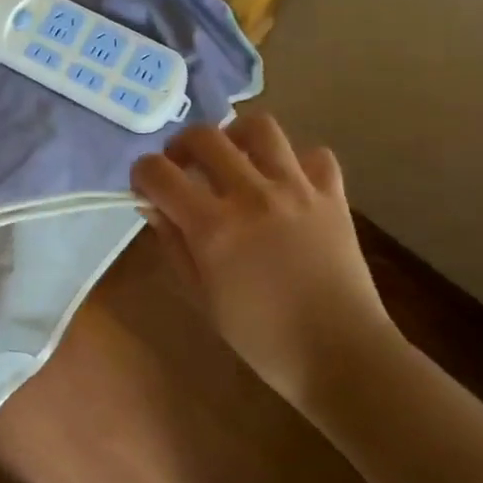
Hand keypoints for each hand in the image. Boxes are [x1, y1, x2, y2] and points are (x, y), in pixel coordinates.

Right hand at [132, 115, 394, 409]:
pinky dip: (295, 162)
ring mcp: (297, 189)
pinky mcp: (333, 195)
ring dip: (236, 137)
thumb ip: (174, 244)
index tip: (145, 188)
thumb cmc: (262, 337)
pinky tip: (286, 183)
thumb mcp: (202, 296)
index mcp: (213, 226)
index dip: (142, 174)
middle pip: (204, 137)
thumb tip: (154, 207)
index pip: (158, 173)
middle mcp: (251, 194)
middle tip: (183, 168)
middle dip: (180, 146)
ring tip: (234, 160)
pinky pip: (314, 155)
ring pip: (260, 128)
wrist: (341, 354)